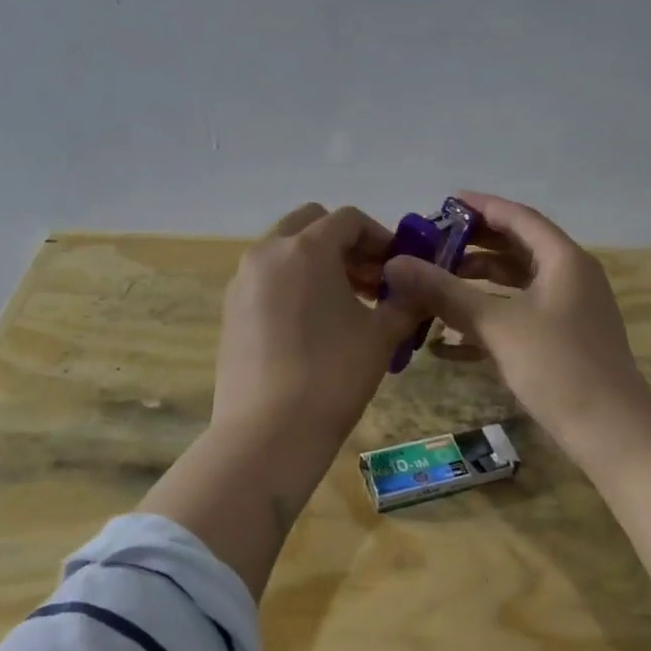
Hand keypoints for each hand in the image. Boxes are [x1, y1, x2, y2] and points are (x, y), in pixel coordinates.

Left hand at [212, 202, 421, 453]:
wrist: (269, 431)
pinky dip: (292, 283)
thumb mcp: (381, 335)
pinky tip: (312, 324)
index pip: (348, 219)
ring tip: (345, 305)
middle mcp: (267, 252)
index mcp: (306, 248)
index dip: (380, 237)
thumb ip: (406, 301)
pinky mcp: (230, 309)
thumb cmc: (333, 375)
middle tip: (370, 280)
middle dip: (344, 243)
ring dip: (317, 262)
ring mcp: (242, 280)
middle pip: (310, 223)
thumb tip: (420, 286)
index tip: (397, 267)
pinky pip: (267, 278)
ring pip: (284, 250)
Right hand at [381, 192, 650, 454]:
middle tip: (431, 246)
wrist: (611, 434)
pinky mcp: (561, 342)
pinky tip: (447, 339)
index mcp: (563, 260)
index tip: (444, 203)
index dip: (481, 207)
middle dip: (473, 246)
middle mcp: (569, 277)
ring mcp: (567, 311)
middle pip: (516, 248)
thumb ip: (446, 292)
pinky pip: (518, 316)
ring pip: (515, 284)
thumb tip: (396, 265)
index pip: (518, 217)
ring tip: (434, 285)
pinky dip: (486, 319)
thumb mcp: (497, 325)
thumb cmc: (558, 367)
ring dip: (476, 283)